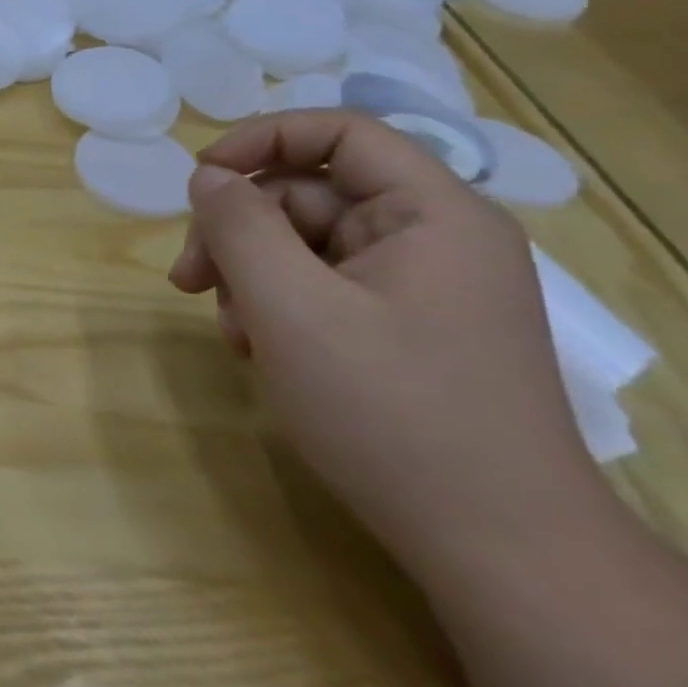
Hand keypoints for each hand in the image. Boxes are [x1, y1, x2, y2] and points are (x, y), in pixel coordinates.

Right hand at [169, 110, 604, 575]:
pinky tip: (258, 350)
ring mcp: (423, 287)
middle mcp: (435, 238)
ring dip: (251, 275)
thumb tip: (207, 176)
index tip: (200, 178)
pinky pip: (323, 287)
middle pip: (309, 194)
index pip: (339, 131)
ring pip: (306, 245)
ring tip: (231, 332)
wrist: (499, 555)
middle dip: (239, 231)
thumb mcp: (290, 308)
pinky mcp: (408, 328)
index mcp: (433, 214)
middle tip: (188, 279)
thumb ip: (238, 226)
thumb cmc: (390, 413)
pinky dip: (278, 306)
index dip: (260, 139)